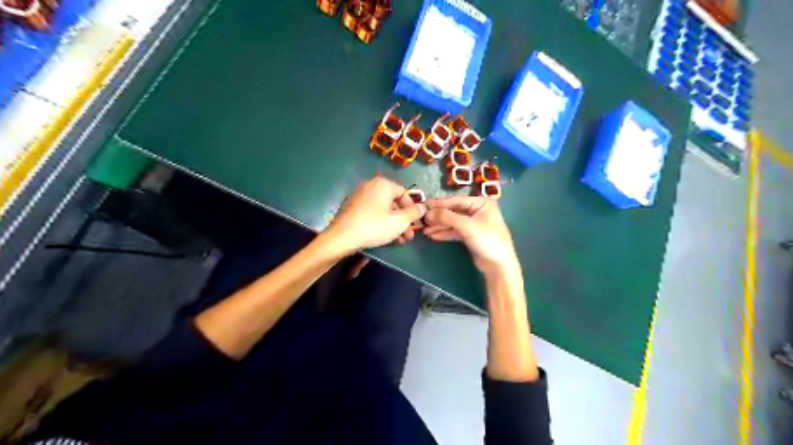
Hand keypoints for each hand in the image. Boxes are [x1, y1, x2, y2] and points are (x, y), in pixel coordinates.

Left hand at [325, 175, 426, 254]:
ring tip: (400, 241)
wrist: (342, 237)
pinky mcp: (353, 207)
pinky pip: (373, 212)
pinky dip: (381, 223)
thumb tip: (423, 207)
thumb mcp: (399, 222)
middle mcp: (371, 186)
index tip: (416, 224)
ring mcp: (360, 196)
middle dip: (403, 220)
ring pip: (384, 210)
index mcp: (383, 184)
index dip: (413, 209)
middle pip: (394, 202)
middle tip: (409, 236)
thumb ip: (414, 213)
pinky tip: (386, 237)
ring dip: (394, 224)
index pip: (405, 193)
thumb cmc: (374, 226)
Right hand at [429, 196, 520, 276]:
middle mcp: (478, 211)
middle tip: (422, 220)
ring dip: (439, 226)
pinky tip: (433, 236)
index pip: (456, 201)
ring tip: (424, 230)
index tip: (424, 205)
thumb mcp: (467, 226)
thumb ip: (447, 217)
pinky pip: (455, 231)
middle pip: (453, 211)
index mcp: (481, 203)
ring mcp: (474, 223)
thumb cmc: (487, 240)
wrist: (498, 265)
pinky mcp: (470, 235)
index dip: (440, 203)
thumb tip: (428, 213)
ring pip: (453, 222)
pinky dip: (445, 233)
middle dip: (438, 217)